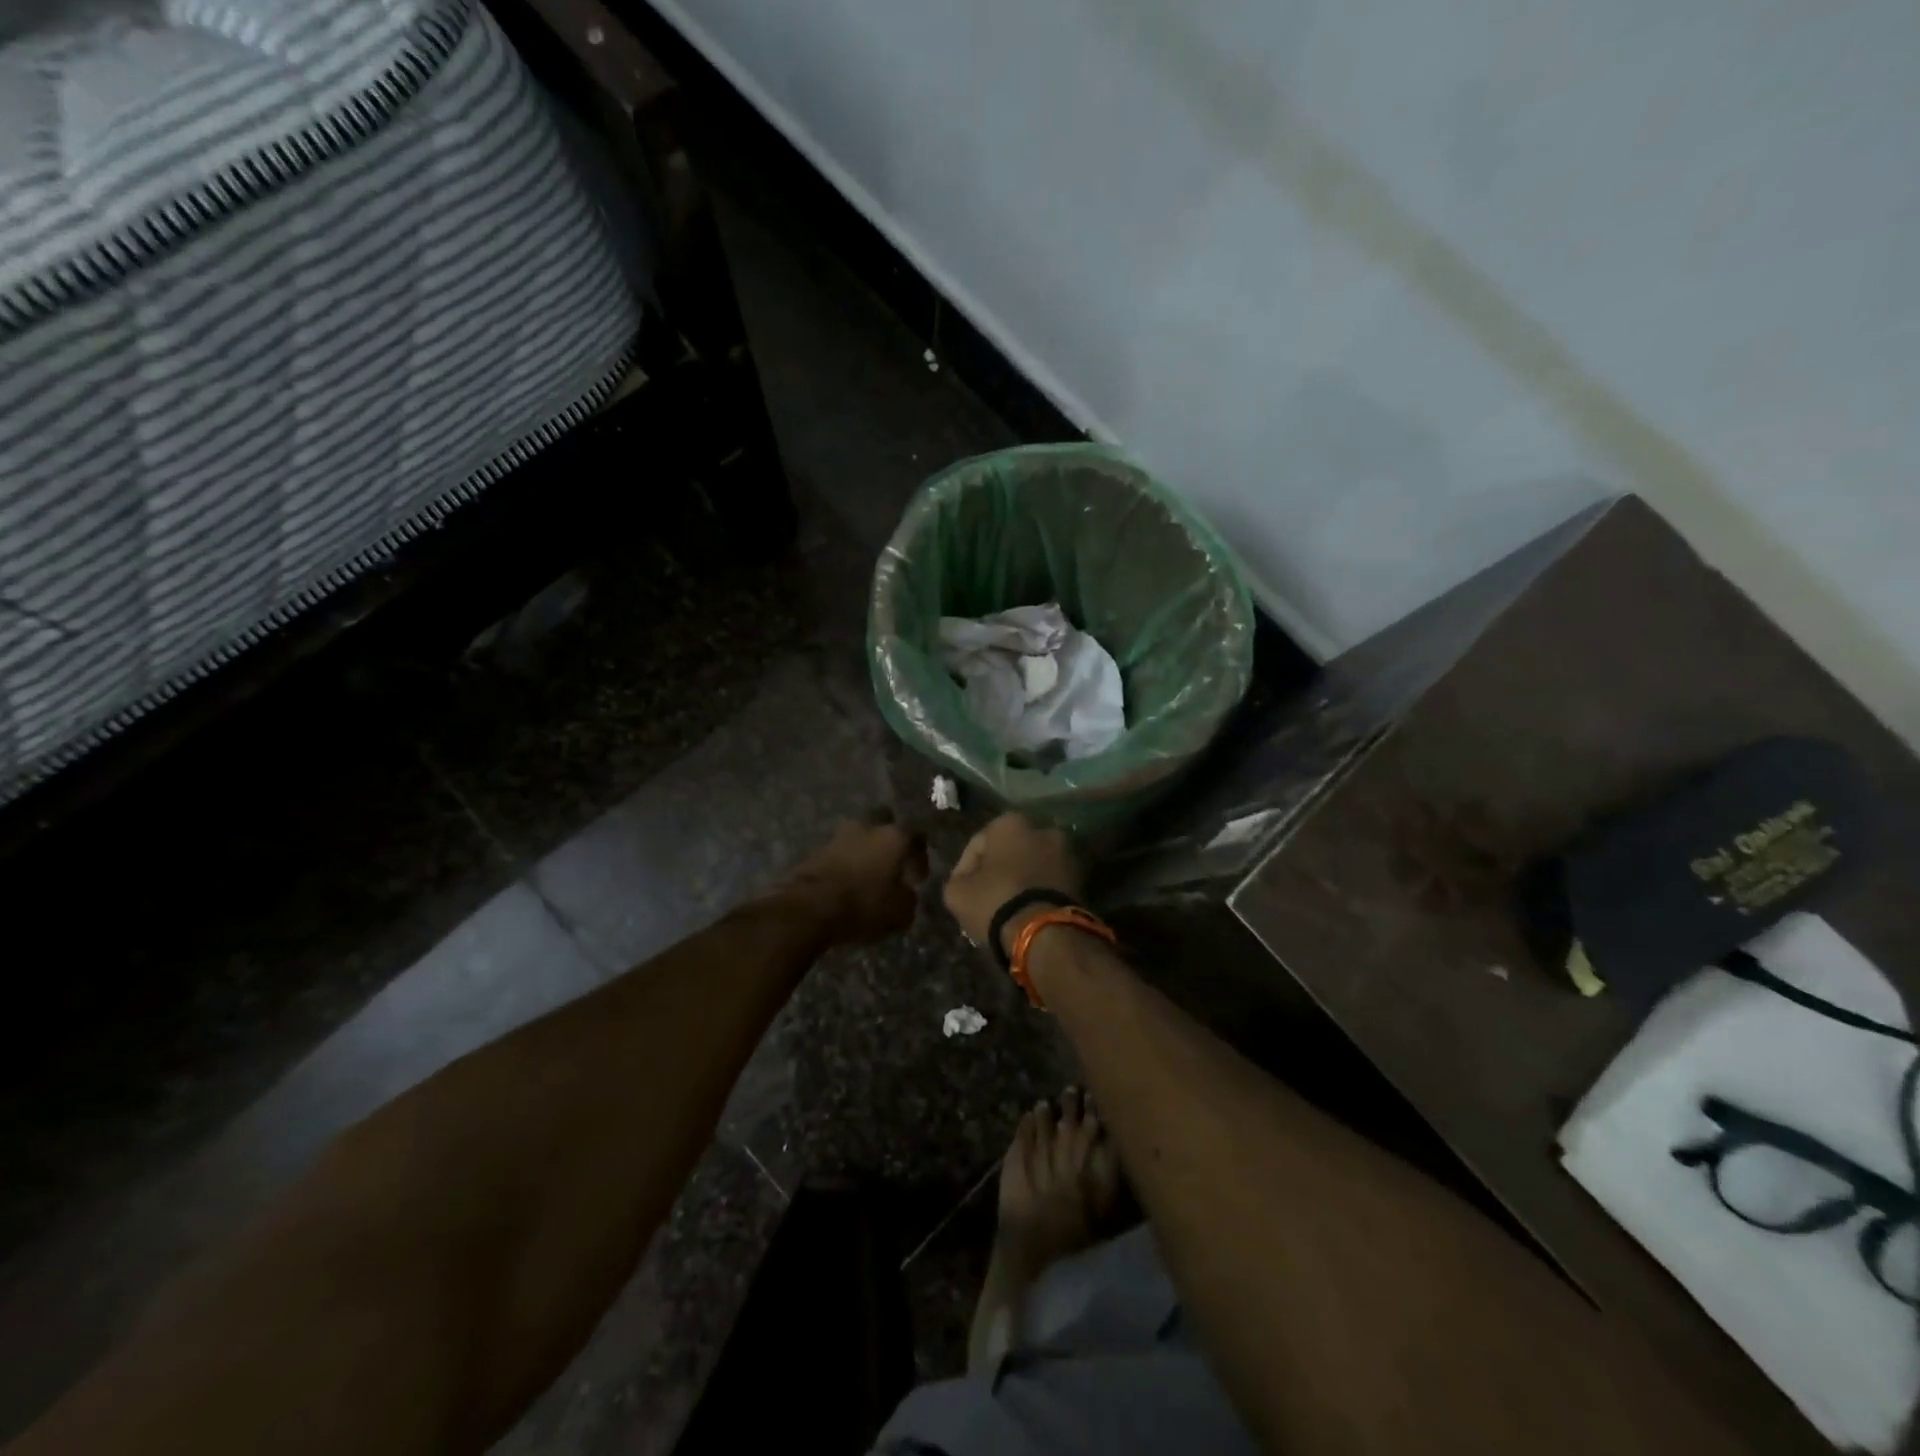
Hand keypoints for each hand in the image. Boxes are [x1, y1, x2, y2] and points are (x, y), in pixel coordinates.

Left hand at [780, 814, 928, 945]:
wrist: (810, 907)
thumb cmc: (864, 905)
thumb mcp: (900, 912)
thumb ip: (909, 898)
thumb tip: (906, 892)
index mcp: (895, 837)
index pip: (917, 836)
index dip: (920, 857)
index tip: (917, 878)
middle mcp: (868, 827)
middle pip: (885, 821)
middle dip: (890, 838)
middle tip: (892, 862)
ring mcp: (840, 835)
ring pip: (860, 835)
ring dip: (865, 849)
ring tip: (868, 873)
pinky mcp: (817, 849)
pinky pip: (840, 851)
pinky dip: (847, 861)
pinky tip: (848, 880)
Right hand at [943, 813, 1084, 953]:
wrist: (1047, 933)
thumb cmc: (996, 902)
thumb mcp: (957, 892)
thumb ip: (958, 878)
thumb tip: (966, 880)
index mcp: (1010, 822)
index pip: (978, 844)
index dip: (965, 869)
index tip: (962, 892)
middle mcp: (1042, 828)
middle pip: (1009, 852)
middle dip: (998, 871)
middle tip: (986, 898)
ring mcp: (1067, 852)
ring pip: (1032, 866)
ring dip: (1021, 881)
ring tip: (1008, 908)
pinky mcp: (1082, 877)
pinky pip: (1050, 881)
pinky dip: (1039, 891)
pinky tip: (1028, 911)